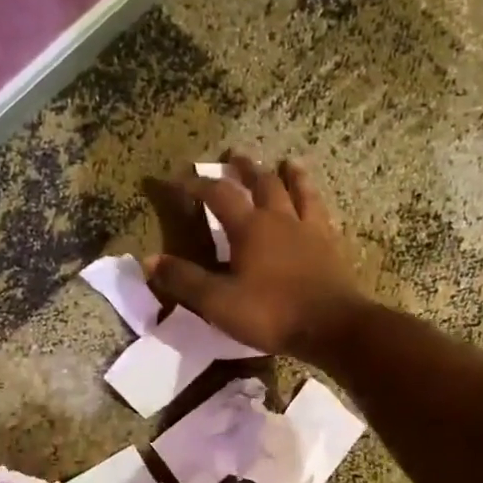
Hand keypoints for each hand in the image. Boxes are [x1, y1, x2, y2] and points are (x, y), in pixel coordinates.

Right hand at [147, 151, 367, 361]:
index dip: (197, 184)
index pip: (218, 195)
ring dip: (291, 174)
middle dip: (245, 168)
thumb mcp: (218, 302)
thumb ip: (184, 280)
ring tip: (288, 162)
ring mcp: (310, 230)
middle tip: (235, 156)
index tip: (179, 178)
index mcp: (250, 228)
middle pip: (263, 182)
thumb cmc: (271, 313)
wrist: (333, 326)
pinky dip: (316, 201)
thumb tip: (148, 260)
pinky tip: (318, 205)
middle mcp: (280, 219)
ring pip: (300, 191)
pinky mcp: (332, 246)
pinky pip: (323, 214)